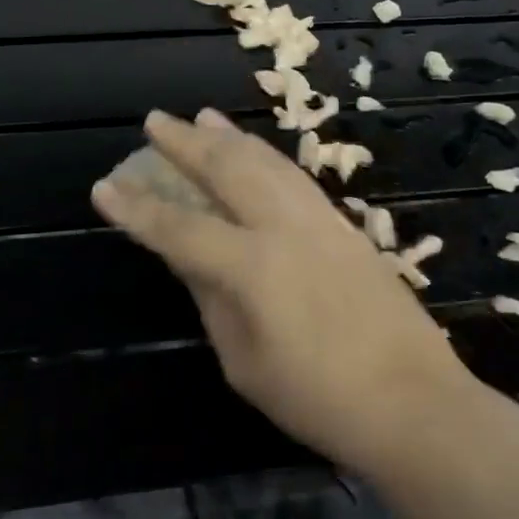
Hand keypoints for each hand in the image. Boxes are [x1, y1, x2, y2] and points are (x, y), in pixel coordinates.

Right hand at [91, 108, 475, 475]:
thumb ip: (213, 300)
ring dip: (230, 137)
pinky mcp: (345, 226)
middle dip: (187, 142)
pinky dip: (267, 156)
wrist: (413, 401)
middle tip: (155, 121)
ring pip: (267, 162)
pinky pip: (295, 176)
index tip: (104, 187)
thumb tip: (189, 258)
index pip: (179, 228)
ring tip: (204, 116)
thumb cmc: (318, 399)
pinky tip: (256, 153)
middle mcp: (284, 227)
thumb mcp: (245, 362)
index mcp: (252, 266)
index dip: (137, 209)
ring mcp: (320, 220)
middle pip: (227, 169)